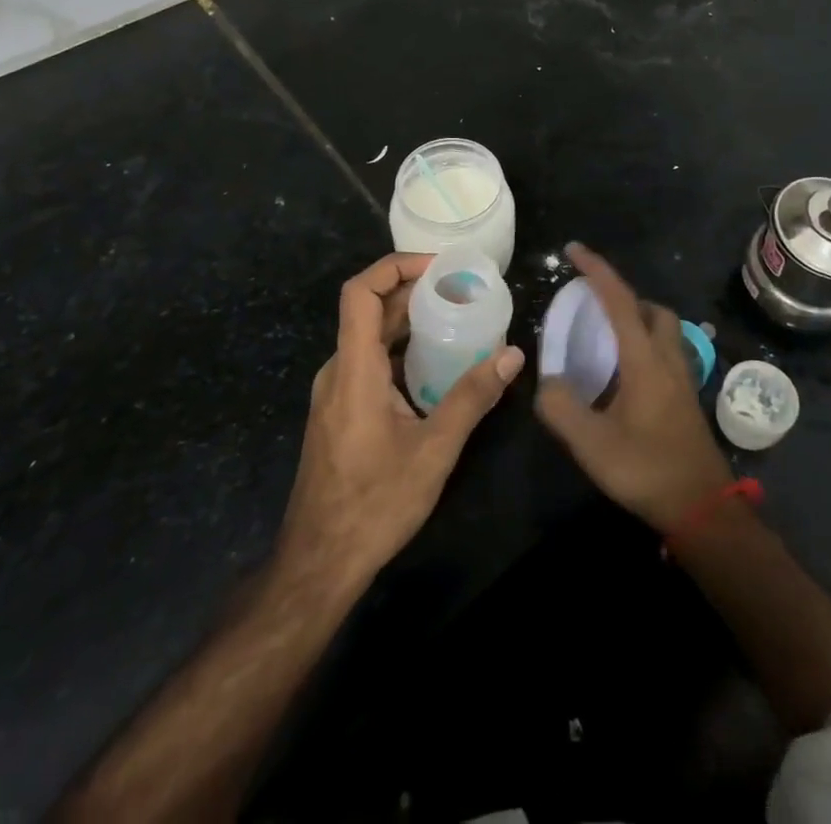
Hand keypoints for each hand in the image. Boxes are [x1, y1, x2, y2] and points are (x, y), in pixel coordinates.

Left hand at [278, 252, 525, 586]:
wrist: (318, 563)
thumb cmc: (374, 504)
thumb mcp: (433, 450)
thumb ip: (472, 398)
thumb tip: (512, 355)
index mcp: (354, 369)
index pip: (361, 293)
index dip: (395, 266)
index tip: (438, 267)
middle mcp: (338, 370)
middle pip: (369, 310)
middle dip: (414, 291)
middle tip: (462, 289)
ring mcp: (335, 392)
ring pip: (370, 337)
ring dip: (409, 321)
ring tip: (456, 318)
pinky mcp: (340, 411)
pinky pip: (369, 362)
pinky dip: (401, 349)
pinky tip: (436, 366)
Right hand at [536, 243, 733, 530]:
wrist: (702, 507)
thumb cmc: (647, 469)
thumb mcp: (592, 444)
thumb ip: (561, 407)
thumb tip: (546, 382)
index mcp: (644, 359)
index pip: (618, 300)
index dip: (596, 270)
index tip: (573, 250)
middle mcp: (667, 358)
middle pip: (651, 308)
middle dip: (622, 296)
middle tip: (592, 306)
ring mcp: (682, 378)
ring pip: (663, 329)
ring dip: (636, 318)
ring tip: (605, 337)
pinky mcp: (686, 396)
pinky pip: (665, 351)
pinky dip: (644, 343)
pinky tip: (624, 373)